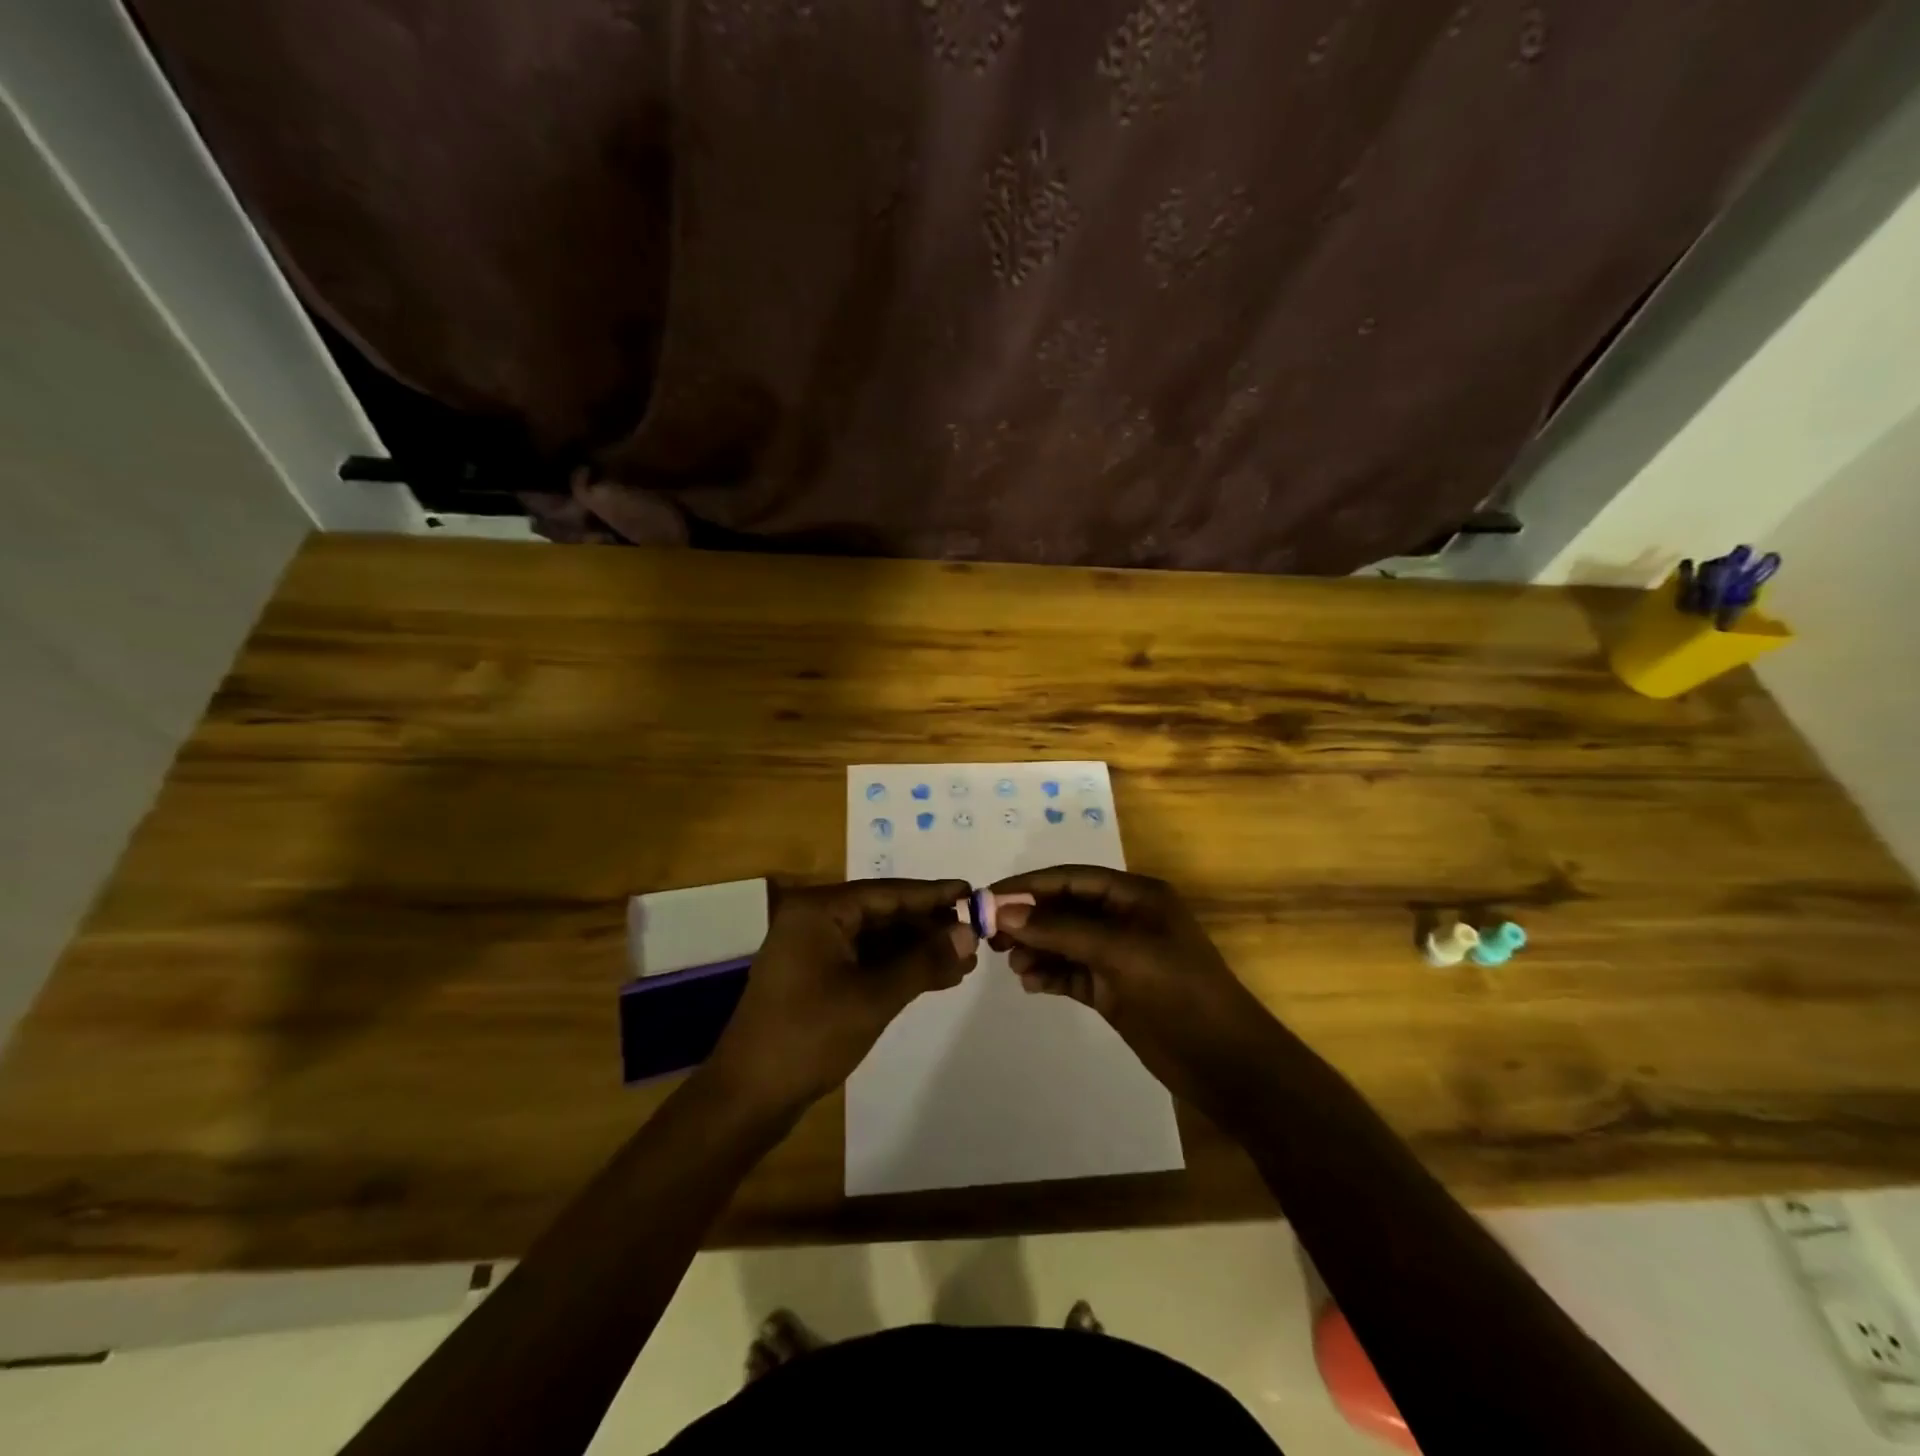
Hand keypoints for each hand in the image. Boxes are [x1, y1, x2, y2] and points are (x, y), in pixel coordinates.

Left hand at [706, 879, 978, 1110]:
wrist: (748, 1097)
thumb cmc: (809, 1037)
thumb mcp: (874, 997)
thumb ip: (924, 961)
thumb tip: (969, 933)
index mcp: (819, 910)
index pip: (888, 892)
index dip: (933, 895)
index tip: (974, 894)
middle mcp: (814, 919)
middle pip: (883, 913)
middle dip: (929, 927)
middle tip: (976, 936)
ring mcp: (813, 949)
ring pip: (878, 939)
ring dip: (917, 950)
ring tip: (964, 962)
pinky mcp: (816, 977)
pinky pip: (866, 960)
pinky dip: (898, 968)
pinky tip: (935, 978)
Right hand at [988, 865, 1272, 1103]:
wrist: (1225, 1063)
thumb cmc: (1178, 992)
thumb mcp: (1120, 952)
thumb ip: (1061, 930)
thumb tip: (1005, 911)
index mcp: (1136, 896)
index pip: (1073, 878)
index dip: (1030, 885)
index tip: (989, 897)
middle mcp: (1125, 919)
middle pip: (1065, 908)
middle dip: (1029, 919)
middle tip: (990, 935)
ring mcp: (1119, 956)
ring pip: (1064, 942)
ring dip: (1036, 949)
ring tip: (1013, 965)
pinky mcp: (1113, 989)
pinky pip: (1071, 972)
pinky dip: (1049, 974)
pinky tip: (1030, 983)